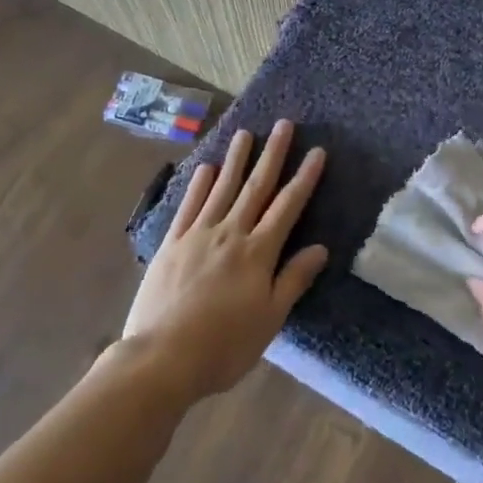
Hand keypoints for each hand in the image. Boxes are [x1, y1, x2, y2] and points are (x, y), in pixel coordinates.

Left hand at [122, 119, 327, 400]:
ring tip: (245, 132)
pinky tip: (206, 168)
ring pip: (222, 188)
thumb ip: (293, 280)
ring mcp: (197, 235)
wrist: (161, 358)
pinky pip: (189, 206)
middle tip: (284, 125)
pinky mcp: (171, 244)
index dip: (304, 179)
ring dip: (235, 159)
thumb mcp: (270, 319)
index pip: (287, 207)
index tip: (317, 152)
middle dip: (272, 155)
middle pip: (256, 188)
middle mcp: (230, 234)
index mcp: (258, 253)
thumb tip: (320, 248)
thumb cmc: (224, 346)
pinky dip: (199, 184)